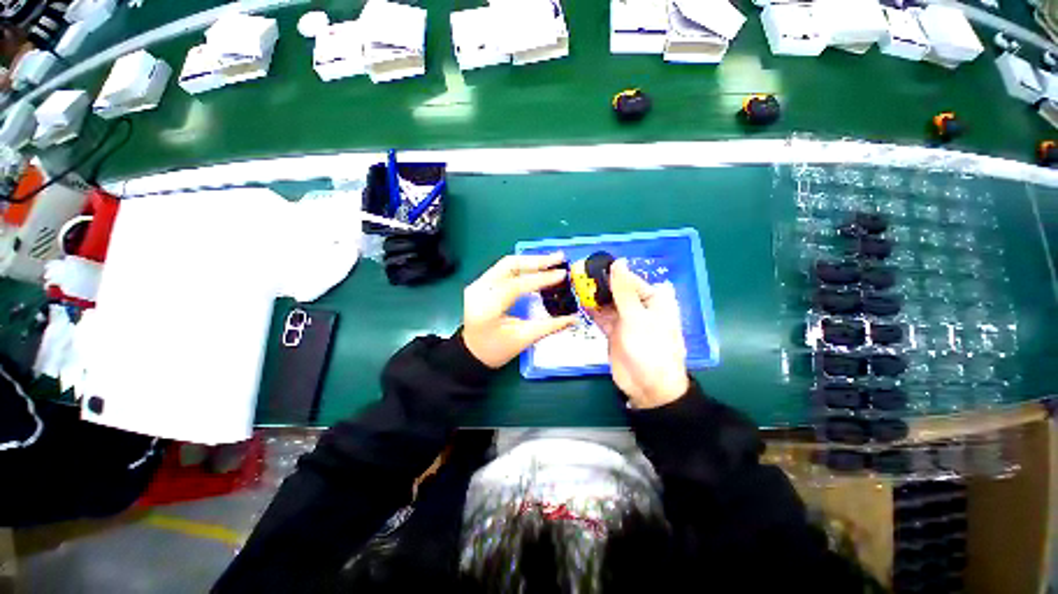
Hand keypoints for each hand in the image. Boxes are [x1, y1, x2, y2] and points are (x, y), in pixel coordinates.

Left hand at [462, 253, 577, 368]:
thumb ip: (548, 326)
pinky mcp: (481, 283)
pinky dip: (522, 266)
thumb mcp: (522, 340)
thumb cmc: (493, 350)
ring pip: (506, 263)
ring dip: (530, 260)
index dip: (541, 278)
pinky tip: (537, 266)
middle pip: (509, 265)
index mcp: (487, 307)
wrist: (470, 352)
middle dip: (536, 260)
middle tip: (559, 258)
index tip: (561, 274)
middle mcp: (479, 289)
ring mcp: (477, 284)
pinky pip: (503, 268)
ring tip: (552, 260)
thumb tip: (573, 319)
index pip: (516, 285)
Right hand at [590, 260, 688, 408]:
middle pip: (617, 290)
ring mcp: (625, 319)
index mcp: (653, 299)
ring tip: (575, 287)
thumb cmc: (649, 348)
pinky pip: (602, 316)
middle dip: (599, 285)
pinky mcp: (614, 331)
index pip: (628, 279)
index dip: (609, 272)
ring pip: (607, 303)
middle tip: (576, 276)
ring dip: (594, 297)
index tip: (588, 265)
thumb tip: (618, 262)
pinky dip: (592, 311)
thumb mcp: (636, 317)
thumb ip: (623, 290)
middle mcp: (639, 306)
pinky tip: (579, 302)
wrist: (648, 386)